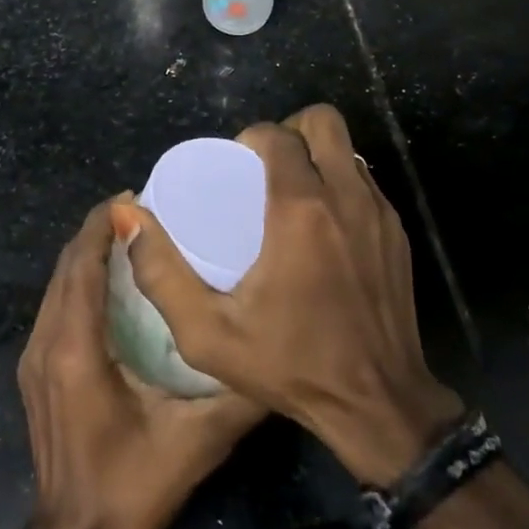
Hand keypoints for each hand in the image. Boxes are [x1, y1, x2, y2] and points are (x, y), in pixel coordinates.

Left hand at [18, 195, 264, 528]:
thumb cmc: (131, 487)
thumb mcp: (196, 440)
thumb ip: (238, 393)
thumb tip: (275, 352)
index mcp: (76, 348)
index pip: (82, 263)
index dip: (103, 223)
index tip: (136, 196)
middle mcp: (46, 342)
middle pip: (66, 264)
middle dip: (98, 230)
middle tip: (142, 211)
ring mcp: (32, 357)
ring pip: (56, 283)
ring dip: (87, 253)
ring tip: (130, 237)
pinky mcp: (33, 371)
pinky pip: (54, 305)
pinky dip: (79, 280)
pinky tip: (111, 282)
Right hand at [123, 104, 461, 485]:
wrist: (379, 407)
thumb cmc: (290, 366)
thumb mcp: (208, 333)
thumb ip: (161, 273)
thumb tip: (130, 218)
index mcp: (301, 210)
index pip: (279, 135)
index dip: (253, 137)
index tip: (237, 164)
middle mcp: (346, 198)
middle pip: (324, 121)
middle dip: (292, 131)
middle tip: (266, 167)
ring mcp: (380, 214)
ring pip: (348, 149)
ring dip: (318, 156)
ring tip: (291, 193)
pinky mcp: (399, 234)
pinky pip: (366, 183)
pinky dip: (341, 185)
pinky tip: (322, 227)